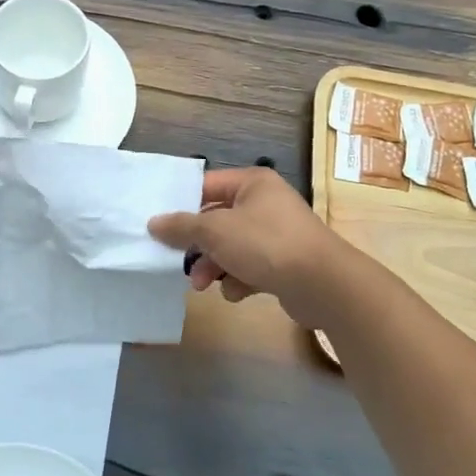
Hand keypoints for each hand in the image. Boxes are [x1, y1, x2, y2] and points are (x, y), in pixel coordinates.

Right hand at [148, 167, 346, 327]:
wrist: (322, 284)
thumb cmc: (265, 244)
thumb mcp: (215, 231)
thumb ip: (181, 226)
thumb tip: (153, 223)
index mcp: (252, 183)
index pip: (206, 186)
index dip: (182, 204)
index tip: (159, 224)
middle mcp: (266, 202)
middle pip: (218, 220)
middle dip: (198, 245)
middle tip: (180, 262)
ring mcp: (278, 233)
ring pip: (232, 246)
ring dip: (214, 265)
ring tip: (203, 285)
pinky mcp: (285, 263)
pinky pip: (251, 266)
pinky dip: (240, 279)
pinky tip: (237, 292)